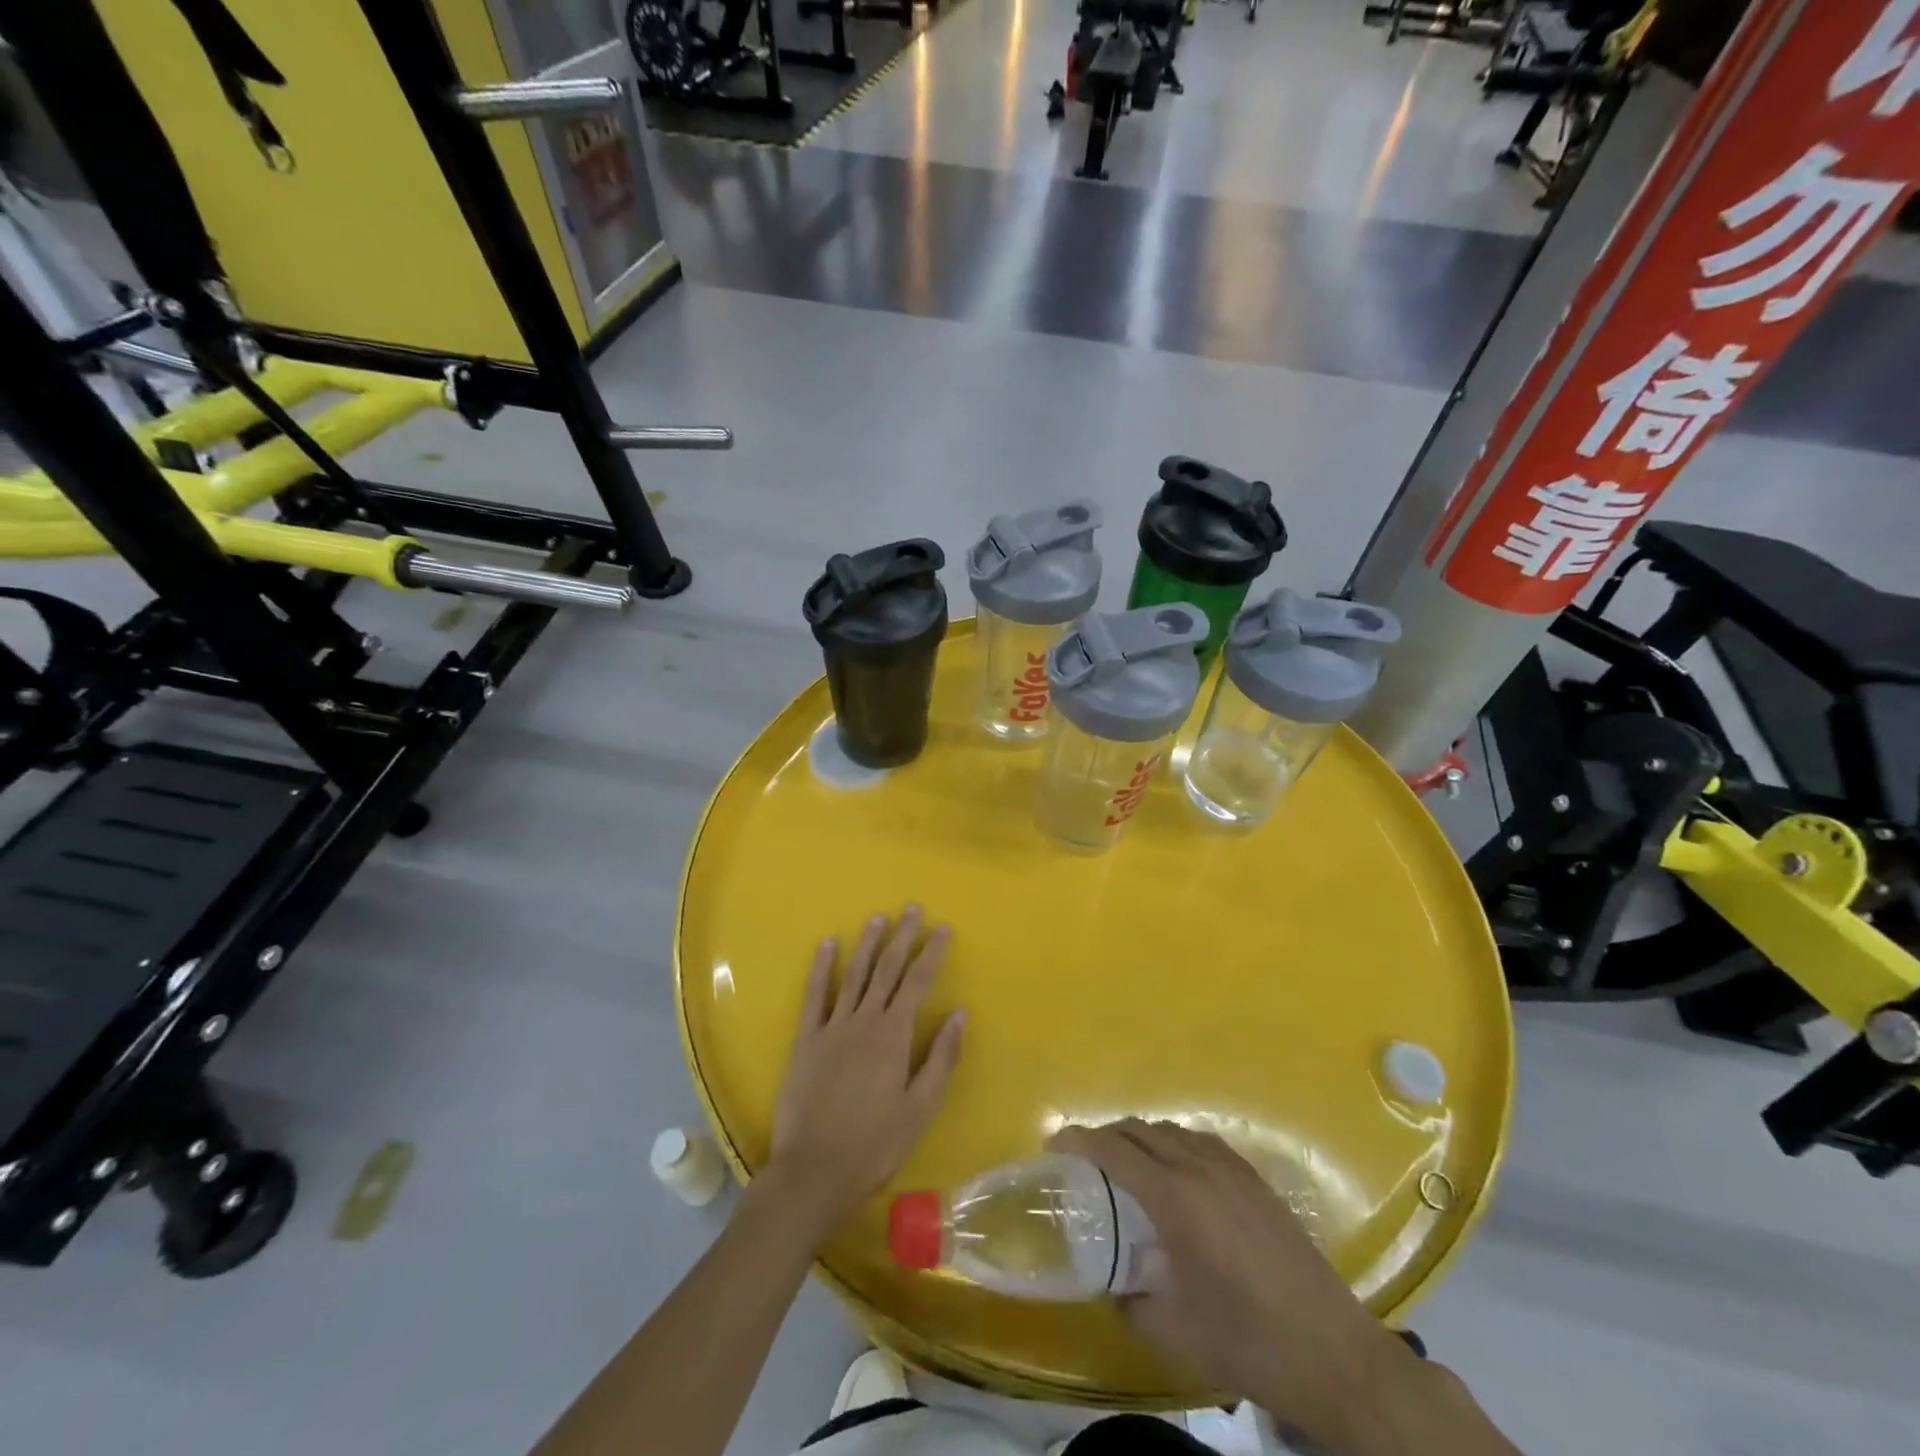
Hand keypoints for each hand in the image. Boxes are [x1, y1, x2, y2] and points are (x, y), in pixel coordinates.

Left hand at [762, 906, 965, 1239]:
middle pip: (888, 969)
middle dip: (903, 937)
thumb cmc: (875, 1144)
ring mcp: (832, 1027)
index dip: (932, 953)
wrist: (814, 1171)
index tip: (943, 928)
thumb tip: (960, 1012)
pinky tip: (829, 945)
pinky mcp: (806, 1039)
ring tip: (879, 918)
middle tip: (913, 908)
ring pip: (855, 975)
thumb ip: (941, 1058)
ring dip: (869, 944)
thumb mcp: (920, 1108)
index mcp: (894, 1036)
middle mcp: (864, 1021)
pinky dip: (823, 968)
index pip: (918, 982)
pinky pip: (815, 995)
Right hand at [1049, 1120, 1410, 1437]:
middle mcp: (1199, 1168)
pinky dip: (1174, 1144)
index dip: (1079, 1140)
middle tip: (1084, 1158)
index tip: (1054, 1143)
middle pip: (1140, 1130)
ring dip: (1140, 1137)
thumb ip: (1131, 1303)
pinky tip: (1177, 1174)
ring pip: (1171, 1131)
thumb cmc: (1247, 1340)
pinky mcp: (1256, 1180)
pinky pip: (1201, 1142)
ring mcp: (1232, 1169)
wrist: (1333, 1352)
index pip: (1114, 1150)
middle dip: (1106, 1136)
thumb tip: (1113, 1287)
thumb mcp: (1174, 1332)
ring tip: (1127, 1165)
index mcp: (1174, 1198)